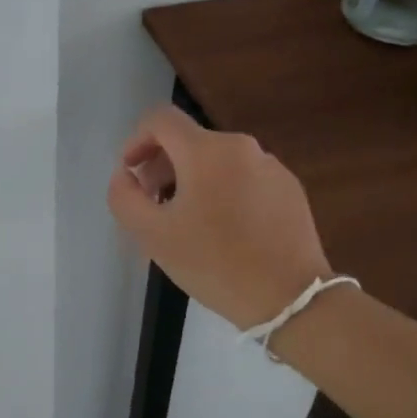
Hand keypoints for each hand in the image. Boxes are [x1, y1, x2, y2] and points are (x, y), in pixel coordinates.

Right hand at [107, 105, 333, 330]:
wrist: (291, 298)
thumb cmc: (215, 263)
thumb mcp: (153, 236)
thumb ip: (125, 198)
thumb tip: (125, 175)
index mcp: (206, 151)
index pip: (161, 120)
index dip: (137, 140)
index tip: (131, 174)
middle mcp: (241, 147)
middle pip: (190, 141)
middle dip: (162, 166)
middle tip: (154, 206)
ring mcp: (271, 166)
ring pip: (218, 161)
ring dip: (193, 181)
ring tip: (188, 223)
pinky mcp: (290, 188)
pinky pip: (244, 178)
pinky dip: (224, 192)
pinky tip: (225, 231)